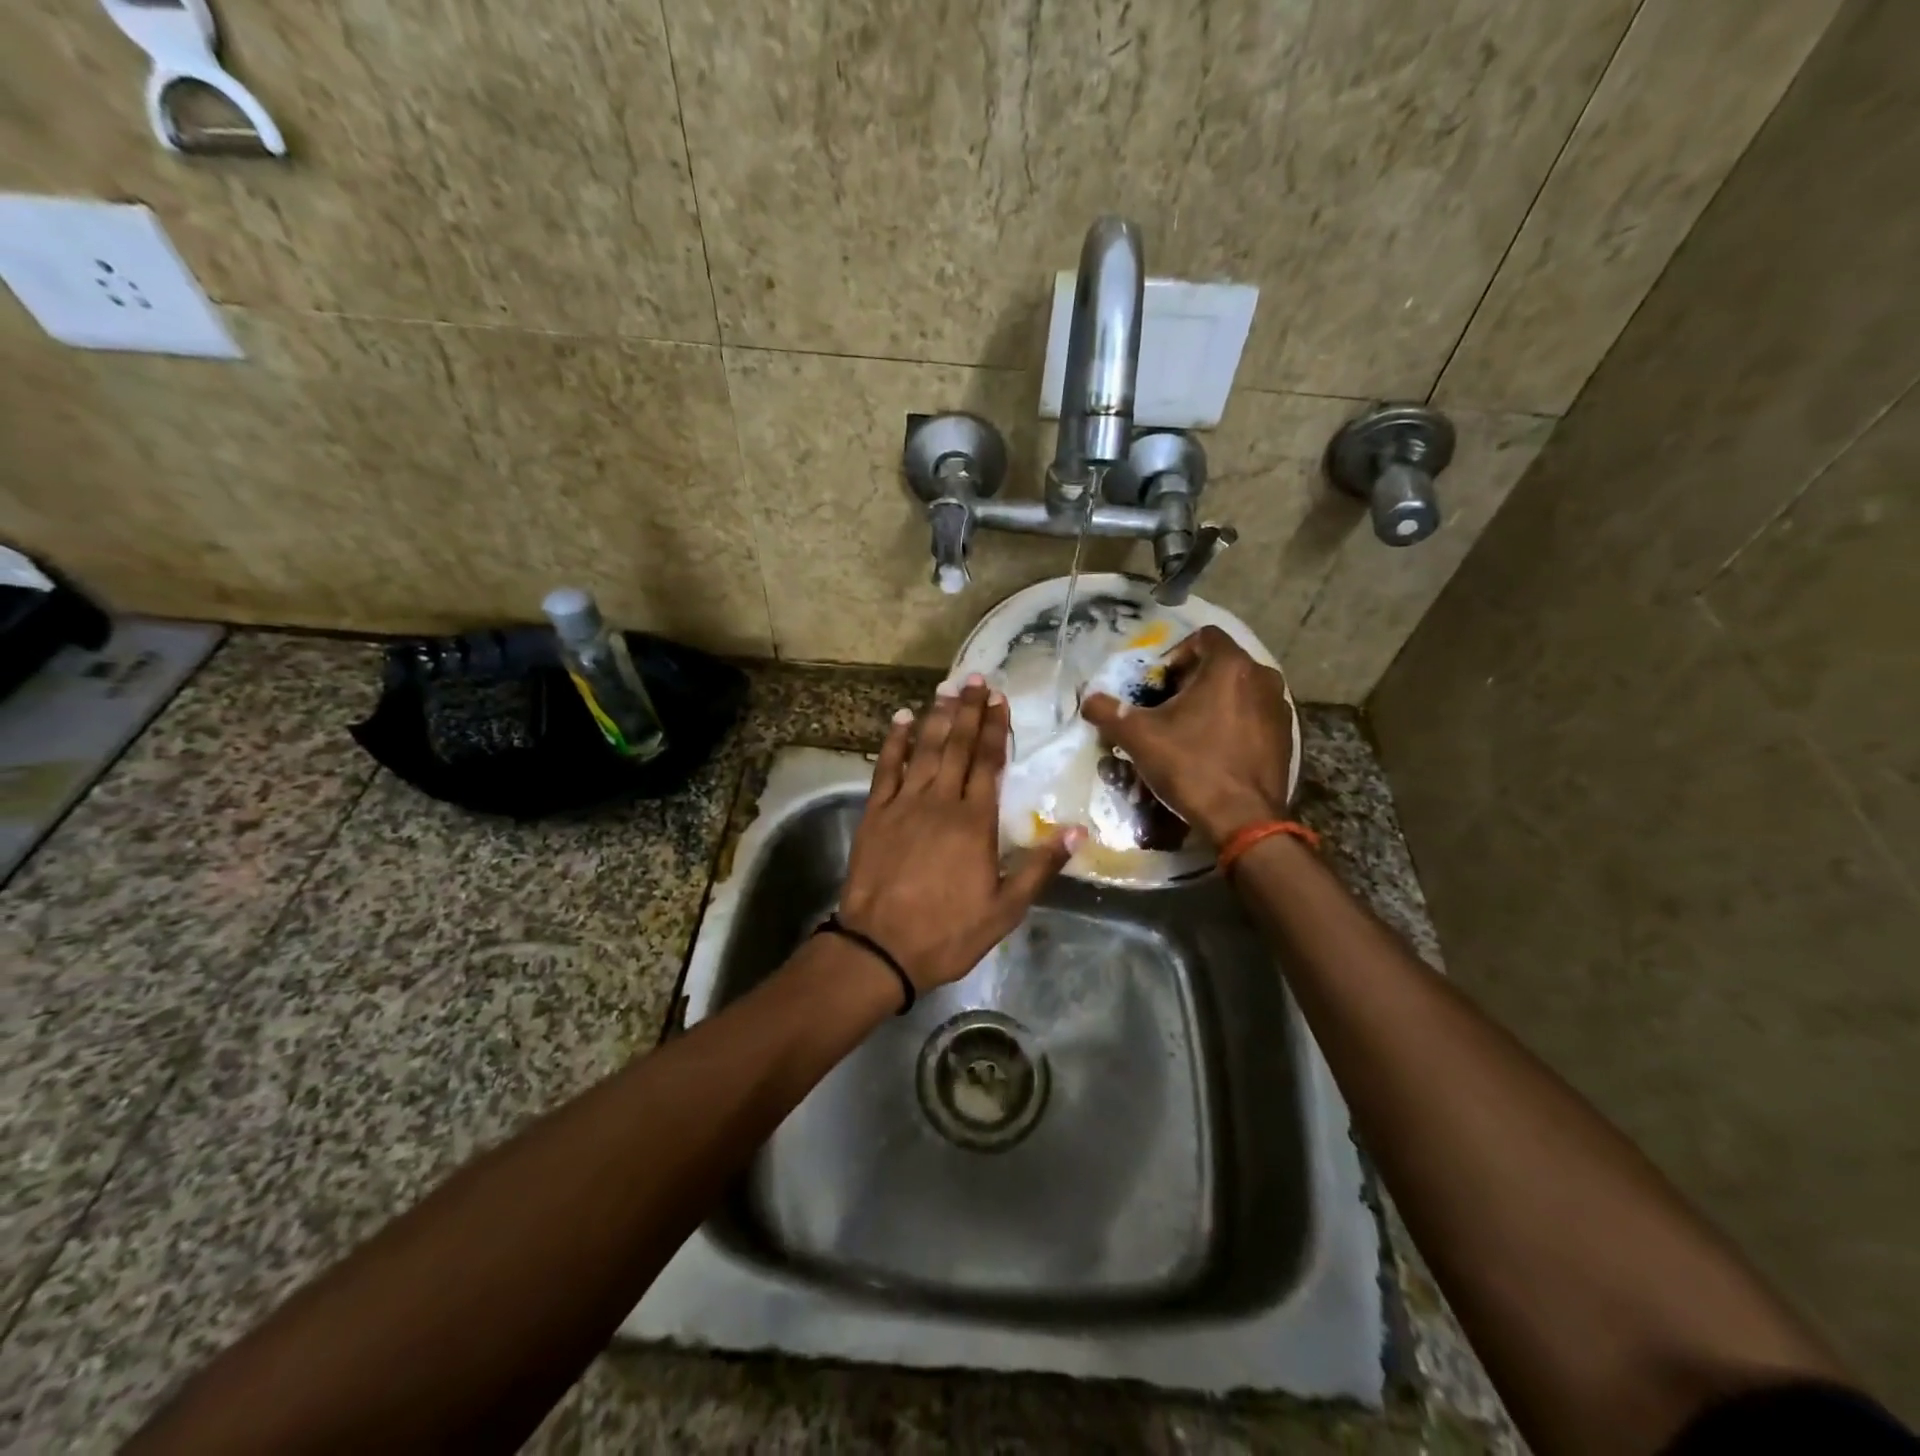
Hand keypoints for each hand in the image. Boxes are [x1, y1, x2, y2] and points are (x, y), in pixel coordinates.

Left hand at [839, 675, 1082, 991]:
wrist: (879, 948)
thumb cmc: (947, 931)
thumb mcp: (1005, 909)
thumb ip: (1040, 867)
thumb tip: (1077, 831)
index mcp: (974, 822)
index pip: (988, 763)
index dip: (994, 729)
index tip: (999, 700)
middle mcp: (940, 802)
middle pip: (957, 746)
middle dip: (968, 711)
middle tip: (976, 679)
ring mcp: (904, 804)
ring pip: (924, 750)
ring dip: (937, 717)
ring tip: (947, 688)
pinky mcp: (875, 813)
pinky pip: (886, 768)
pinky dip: (894, 742)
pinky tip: (902, 719)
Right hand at [1081, 625, 1293, 843]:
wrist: (1243, 820)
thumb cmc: (1191, 767)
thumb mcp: (1139, 737)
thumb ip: (1108, 711)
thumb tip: (1088, 700)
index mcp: (1230, 666)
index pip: (1202, 637)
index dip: (1174, 655)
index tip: (1158, 685)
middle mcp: (1262, 677)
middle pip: (1220, 663)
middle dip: (1191, 681)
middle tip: (1166, 709)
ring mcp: (1279, 707)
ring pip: (1238, 689)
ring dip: (1212, 701)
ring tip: (1189, 730)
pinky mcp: (1286, 735)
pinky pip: (1253, 714)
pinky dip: (1233, 721)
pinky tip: (1214, 749)